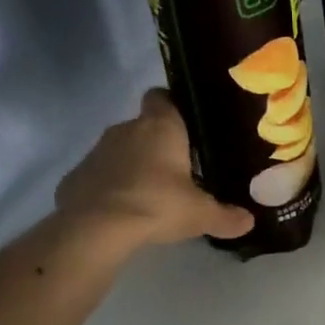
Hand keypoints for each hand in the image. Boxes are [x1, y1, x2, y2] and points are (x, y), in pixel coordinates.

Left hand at [55, 89, 254, 248]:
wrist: (95, 228)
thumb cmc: (157, 204)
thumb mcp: (200, 215)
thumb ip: (226, 216)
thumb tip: (249, 222)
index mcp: (160, 127)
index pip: (162, 96)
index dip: (173, 106)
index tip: (187, 126)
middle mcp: (127, 129)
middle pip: (144, 126)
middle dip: (158, 143)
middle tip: (178, 169)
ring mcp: (97, 151)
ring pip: (121, 149)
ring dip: (133, 164)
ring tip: (152, 193)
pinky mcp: (76, 175)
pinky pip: (100, 174)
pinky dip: (111, 186)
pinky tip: (123, 210)